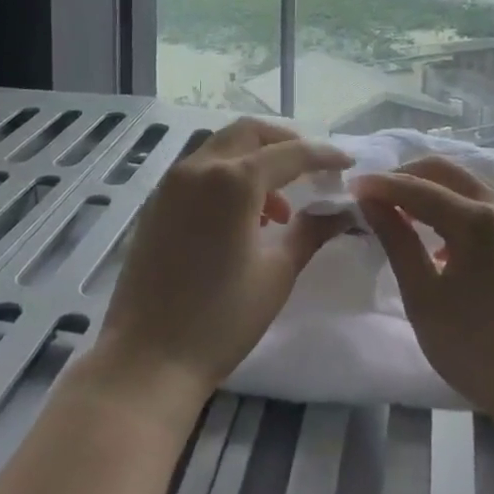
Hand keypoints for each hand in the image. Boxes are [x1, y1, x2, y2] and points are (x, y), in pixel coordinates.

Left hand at [91, 118, 351, 410]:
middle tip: (311, 169)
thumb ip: (310, 231)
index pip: (290, 153)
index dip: (323, 155)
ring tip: (278, 207)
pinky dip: (227, 175)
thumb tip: (342, 211)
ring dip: (254, 160)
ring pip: (221, 147)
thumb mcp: (276, 274)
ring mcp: (172, 182)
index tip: (346, 163)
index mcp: (234, 180)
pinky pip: (199, 169)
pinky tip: (242, 218)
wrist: (146, 360)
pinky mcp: (156, 202)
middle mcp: (199, 167)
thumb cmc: (220, 319)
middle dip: (284, 143)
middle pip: (249, 133)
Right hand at [357, 156, 493, 428]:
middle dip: (405, 175)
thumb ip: (397, 241)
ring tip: (397, 212)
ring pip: (463, 183)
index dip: (380, 185)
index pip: (417, 187)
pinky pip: (479, 202)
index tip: (350, 188)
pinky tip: (434, 236)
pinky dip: (450, 204)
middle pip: (444, 171)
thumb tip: (371, 202)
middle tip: (374, 195)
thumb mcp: (424, 297)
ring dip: (428, 188)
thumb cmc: (478, 348)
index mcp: (475, 218)